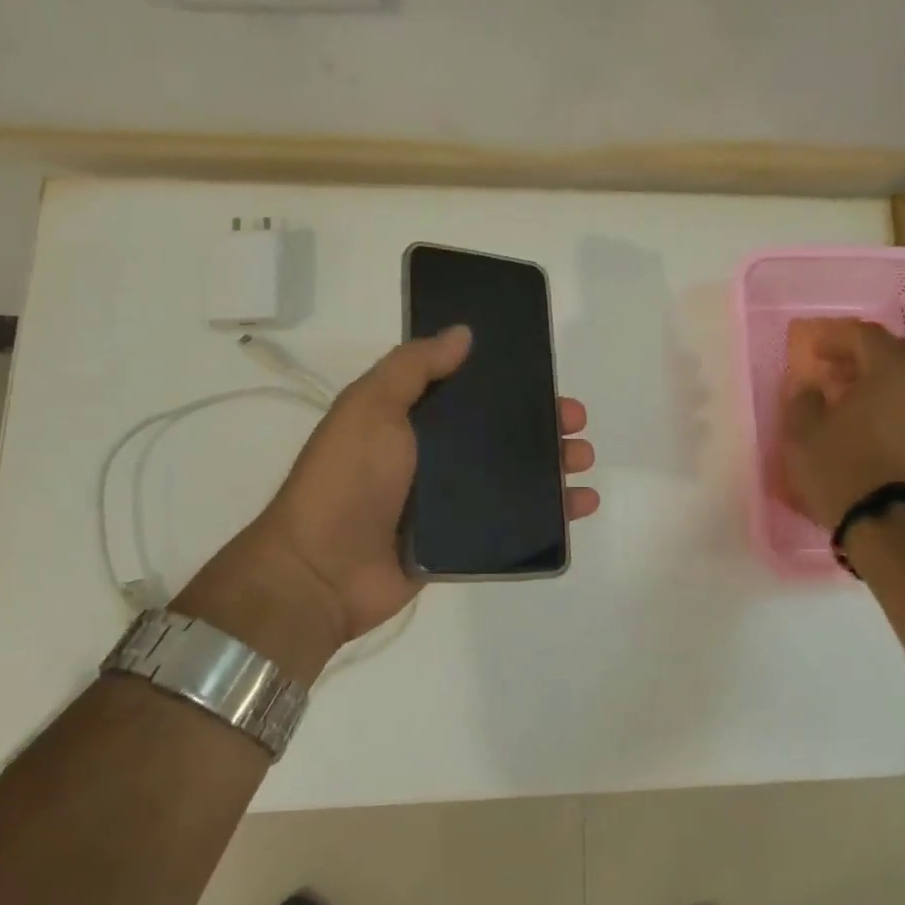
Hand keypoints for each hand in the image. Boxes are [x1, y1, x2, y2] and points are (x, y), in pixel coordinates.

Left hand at [173, 326, 598, 681]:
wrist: (321, 572)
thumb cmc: (348, 479)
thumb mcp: (372, 407)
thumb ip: (414, 367)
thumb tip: (464, 332)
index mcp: (413, 419)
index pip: (473, 393)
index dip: (511, 383)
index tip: (547, 378)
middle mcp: (434, 457)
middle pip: (501, 435)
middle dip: (543, 426)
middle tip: (576, 424)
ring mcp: (450, 502)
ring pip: (514, 478)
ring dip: (554, 467)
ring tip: (583, 463)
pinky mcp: (462, 541)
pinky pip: (513, 523)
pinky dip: (549, 515)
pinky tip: (579, 506)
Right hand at [778, 318, 904, 529]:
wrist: (893, 527)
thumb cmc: (842, 470)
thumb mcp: (803, 433)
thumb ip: (804, 400)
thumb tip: (813, 389)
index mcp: (892, 369)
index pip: (866, 335)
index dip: (836, 338)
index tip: (814, 351)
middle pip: (895, 354)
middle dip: (863, 358)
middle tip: (834, 372)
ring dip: (882, 384)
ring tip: (853, 402)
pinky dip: (896, 408)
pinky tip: (874, 427)